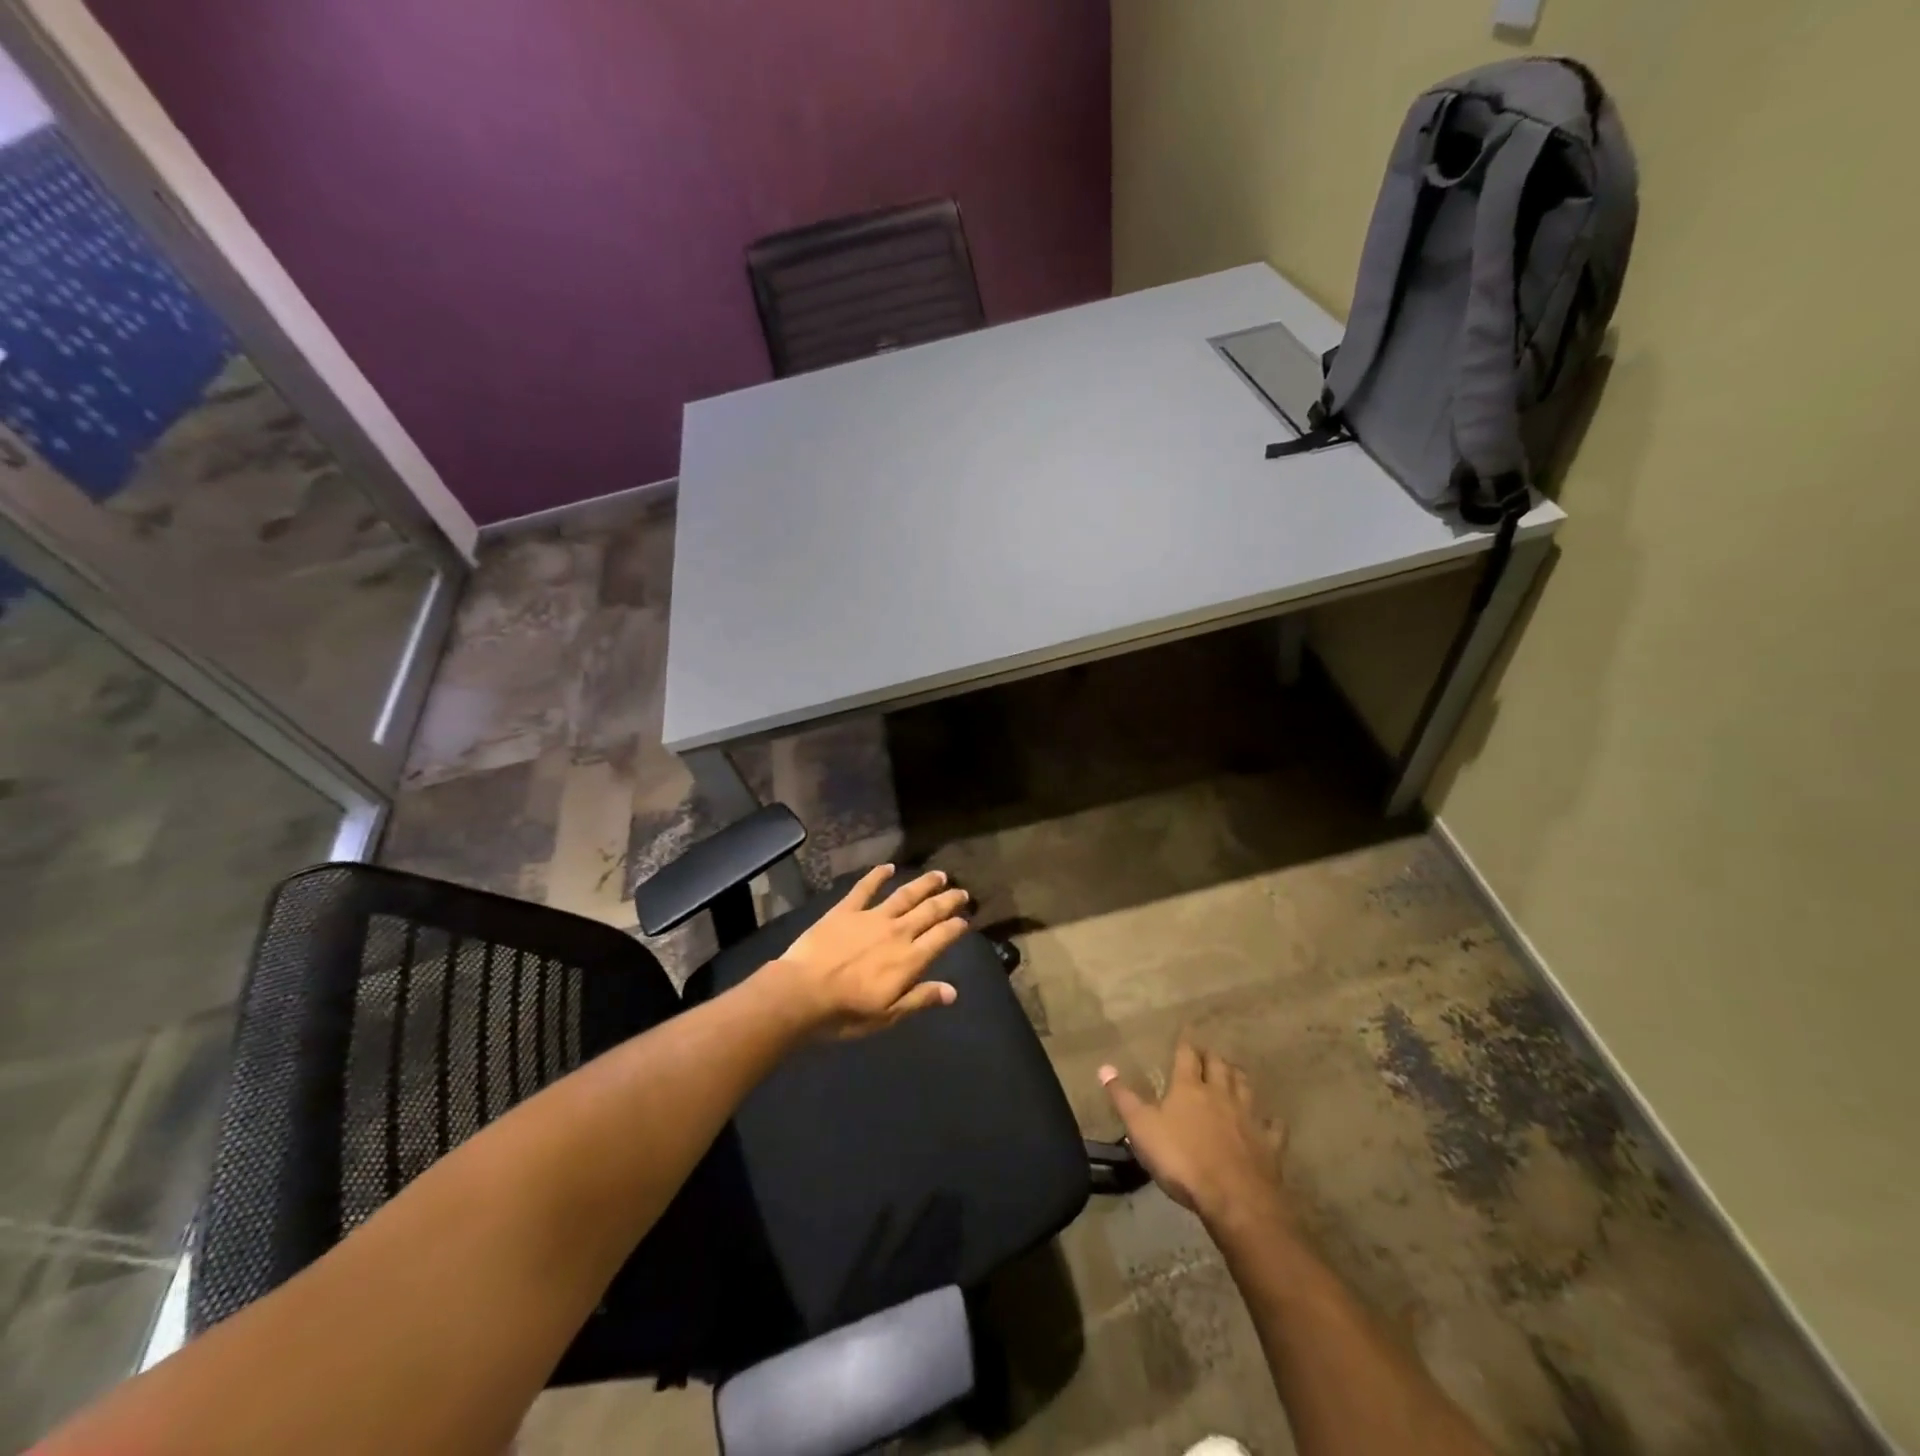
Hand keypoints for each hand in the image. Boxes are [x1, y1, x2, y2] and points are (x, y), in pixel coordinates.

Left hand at [773, 865, 970, 1037]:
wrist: (802, 992)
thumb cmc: (846, 1012)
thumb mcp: (888, 1015)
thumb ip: (920, 998)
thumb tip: (953, 991)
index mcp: (909, 959)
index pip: (941, 937)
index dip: (956, 927)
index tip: (966, 919)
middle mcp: (896, 932)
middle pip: (929, 911)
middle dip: (948, 901)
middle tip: (962, 892)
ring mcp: (871, 917)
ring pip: (904, 895)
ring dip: (923, 884)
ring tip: (939, 875)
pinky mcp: (846, 910)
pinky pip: (865, 888)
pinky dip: (878, 875)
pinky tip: (888, 867)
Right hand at [1101, 1033, 1291, 1233]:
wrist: (1234, 1198)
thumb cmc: (1181, 1159)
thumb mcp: (1141, 1128)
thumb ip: (1123, 1098)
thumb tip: (1104, 1067)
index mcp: (1189, 1088)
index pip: (1186, 1055)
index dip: (1185, 1042)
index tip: (1187, 1029)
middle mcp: (1220, 1094)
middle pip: (1219, 1066)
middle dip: (1212, 1057)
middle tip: (1208, 1052)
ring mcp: (1247, 1118)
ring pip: (1244, 1087)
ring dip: (1238, 1077)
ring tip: (1234, 1072)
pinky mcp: (1268, 1144)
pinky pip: (1272, 1126)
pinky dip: (1270, 1120)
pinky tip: (1270, 1119)